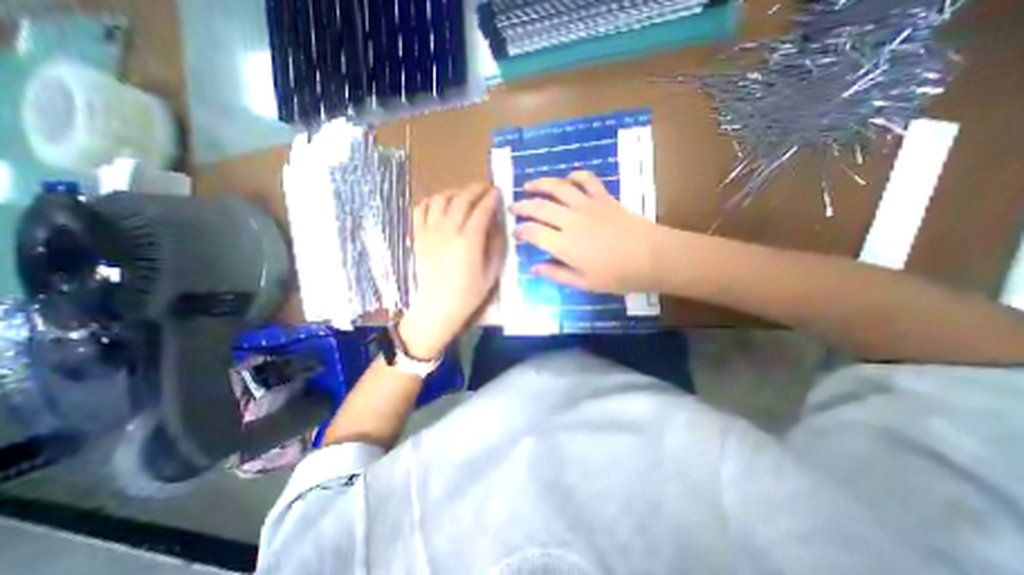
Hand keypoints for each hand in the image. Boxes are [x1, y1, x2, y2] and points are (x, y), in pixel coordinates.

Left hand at [404, 181, 506, 357]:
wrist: (437, 308)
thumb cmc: (468, 294)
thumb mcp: (491, 273)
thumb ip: (496, 245)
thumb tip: (497, 224)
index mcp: (469, 242)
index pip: (481, 210)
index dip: (491, 198)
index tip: (498, 192)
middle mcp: (448, 231)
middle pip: (462, 200)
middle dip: (476, 189)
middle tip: (485, 187)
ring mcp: (430, 232)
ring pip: (441, 200)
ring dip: (455, 192)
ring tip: (464, 194)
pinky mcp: (418, 237)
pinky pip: (421, 210)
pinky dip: (431, 200)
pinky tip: (440, 203)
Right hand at [507, 171, 659, 293]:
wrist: (652, 257)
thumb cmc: (617, 276)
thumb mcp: (583, 283)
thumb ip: (556, 274)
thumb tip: (534, 267)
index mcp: (564, 244)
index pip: (533, 232)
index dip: (520, 230)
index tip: (515, 232)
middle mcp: (570, 220)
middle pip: (539, 207)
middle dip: (522, 206)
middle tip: (513, 207)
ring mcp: (587, 205)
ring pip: (558, 187)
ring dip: (540, 184)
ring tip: (529, 185)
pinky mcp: (603, 197)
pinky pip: (587, 180)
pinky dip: (575, 175)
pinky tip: (568, 177)